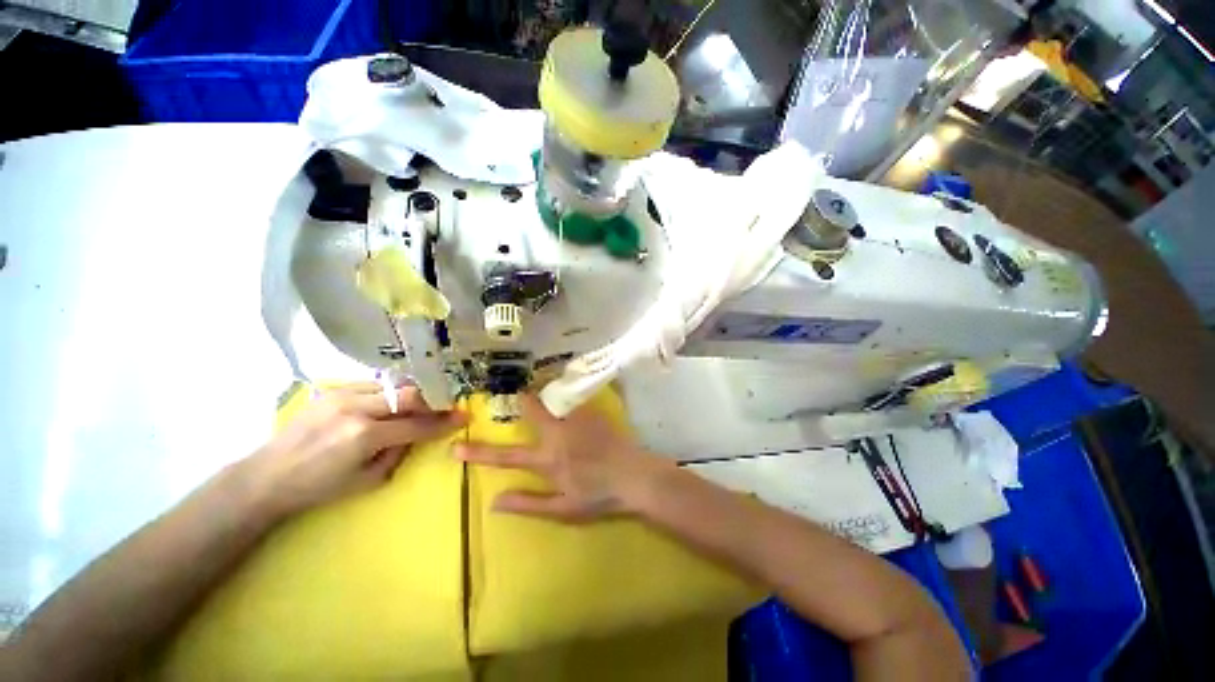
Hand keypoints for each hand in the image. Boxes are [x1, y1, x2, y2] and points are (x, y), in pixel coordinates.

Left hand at [243, 383, 465, 517]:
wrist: (267, 476)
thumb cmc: (318, 487)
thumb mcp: (367, 481)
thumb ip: (398, 453)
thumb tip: (415, 434)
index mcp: (364, 436)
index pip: (416, 425)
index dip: (443, 422)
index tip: (462, 417)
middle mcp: (356, 409)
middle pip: (409, 394)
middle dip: (432, 401)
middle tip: (443, 408)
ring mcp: (342, 395)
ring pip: (392, 385)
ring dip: (410, 395)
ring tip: (417, 405)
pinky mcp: (332, 390)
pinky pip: (372, 385)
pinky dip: (388, 393)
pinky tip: (388, 404)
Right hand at [456, 394, 667, 521]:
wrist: (634, 476)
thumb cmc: (599, 496)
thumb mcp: (562, 509)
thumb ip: (528, 504)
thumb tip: (494, 502)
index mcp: (548, 460)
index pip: (506, 457)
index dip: (479, 453)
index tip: (456, 448)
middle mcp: (558, 434)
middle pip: (533, 411)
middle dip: (522, 402)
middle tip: (518, 397)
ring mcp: (577, 419)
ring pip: (554, 401)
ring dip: (547, 399)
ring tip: (548, 398)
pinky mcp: (593, 412)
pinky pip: (573, 402)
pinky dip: (567, 402)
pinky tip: (572, 407)